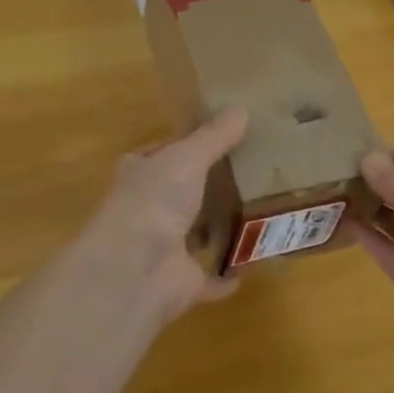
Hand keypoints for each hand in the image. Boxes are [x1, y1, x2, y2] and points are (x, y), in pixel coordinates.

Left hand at [81, 108, 247, 322]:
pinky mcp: (180, 282)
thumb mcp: (188, 156)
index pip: (161, 154)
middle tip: (250, 172)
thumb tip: (241, 110)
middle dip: (208, 186)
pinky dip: (227, 274)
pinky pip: (210, 277)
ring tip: (258, 211)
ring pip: (194, 234)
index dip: (186, 145)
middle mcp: (147, 210)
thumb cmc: (154, 199)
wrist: (135, 269)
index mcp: (140, 174)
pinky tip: (252, 262)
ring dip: (218, 228)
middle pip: (181, 193)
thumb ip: (214, 137)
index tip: (220, 138)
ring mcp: (162, 249)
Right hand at [348, 148, 393, 371]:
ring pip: (392, 221)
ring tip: (328, 193)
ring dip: (366, 208)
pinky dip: (367, 238)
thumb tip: (367, 157)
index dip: (384, 154)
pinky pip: (386, 251)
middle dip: (371, 180)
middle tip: (327, 170)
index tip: (346, 147)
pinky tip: (342, 223)